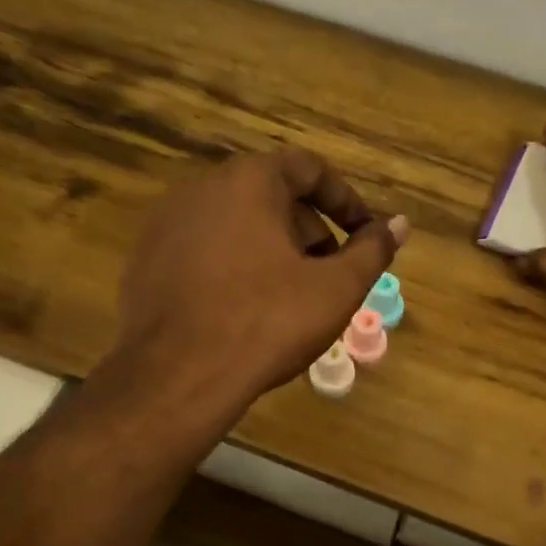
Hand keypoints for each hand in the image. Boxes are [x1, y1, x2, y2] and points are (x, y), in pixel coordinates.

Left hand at [117, 149, 407, 408]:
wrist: (175, 377)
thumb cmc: (266, 322)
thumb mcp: (335, 289)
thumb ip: (372, 250)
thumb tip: (399, 224)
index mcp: (249, 180)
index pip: (310, 169)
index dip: (346, 201)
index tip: (365, 235)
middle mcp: (202, 188)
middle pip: (272, 196)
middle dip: (310, 230)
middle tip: (330, 274)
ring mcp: (166, 223)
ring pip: (237, 224)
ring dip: (274, 250)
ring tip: (291, 297)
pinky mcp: (146, 259)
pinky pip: (205, 249)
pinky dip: (235, 266)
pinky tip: (245, 310)